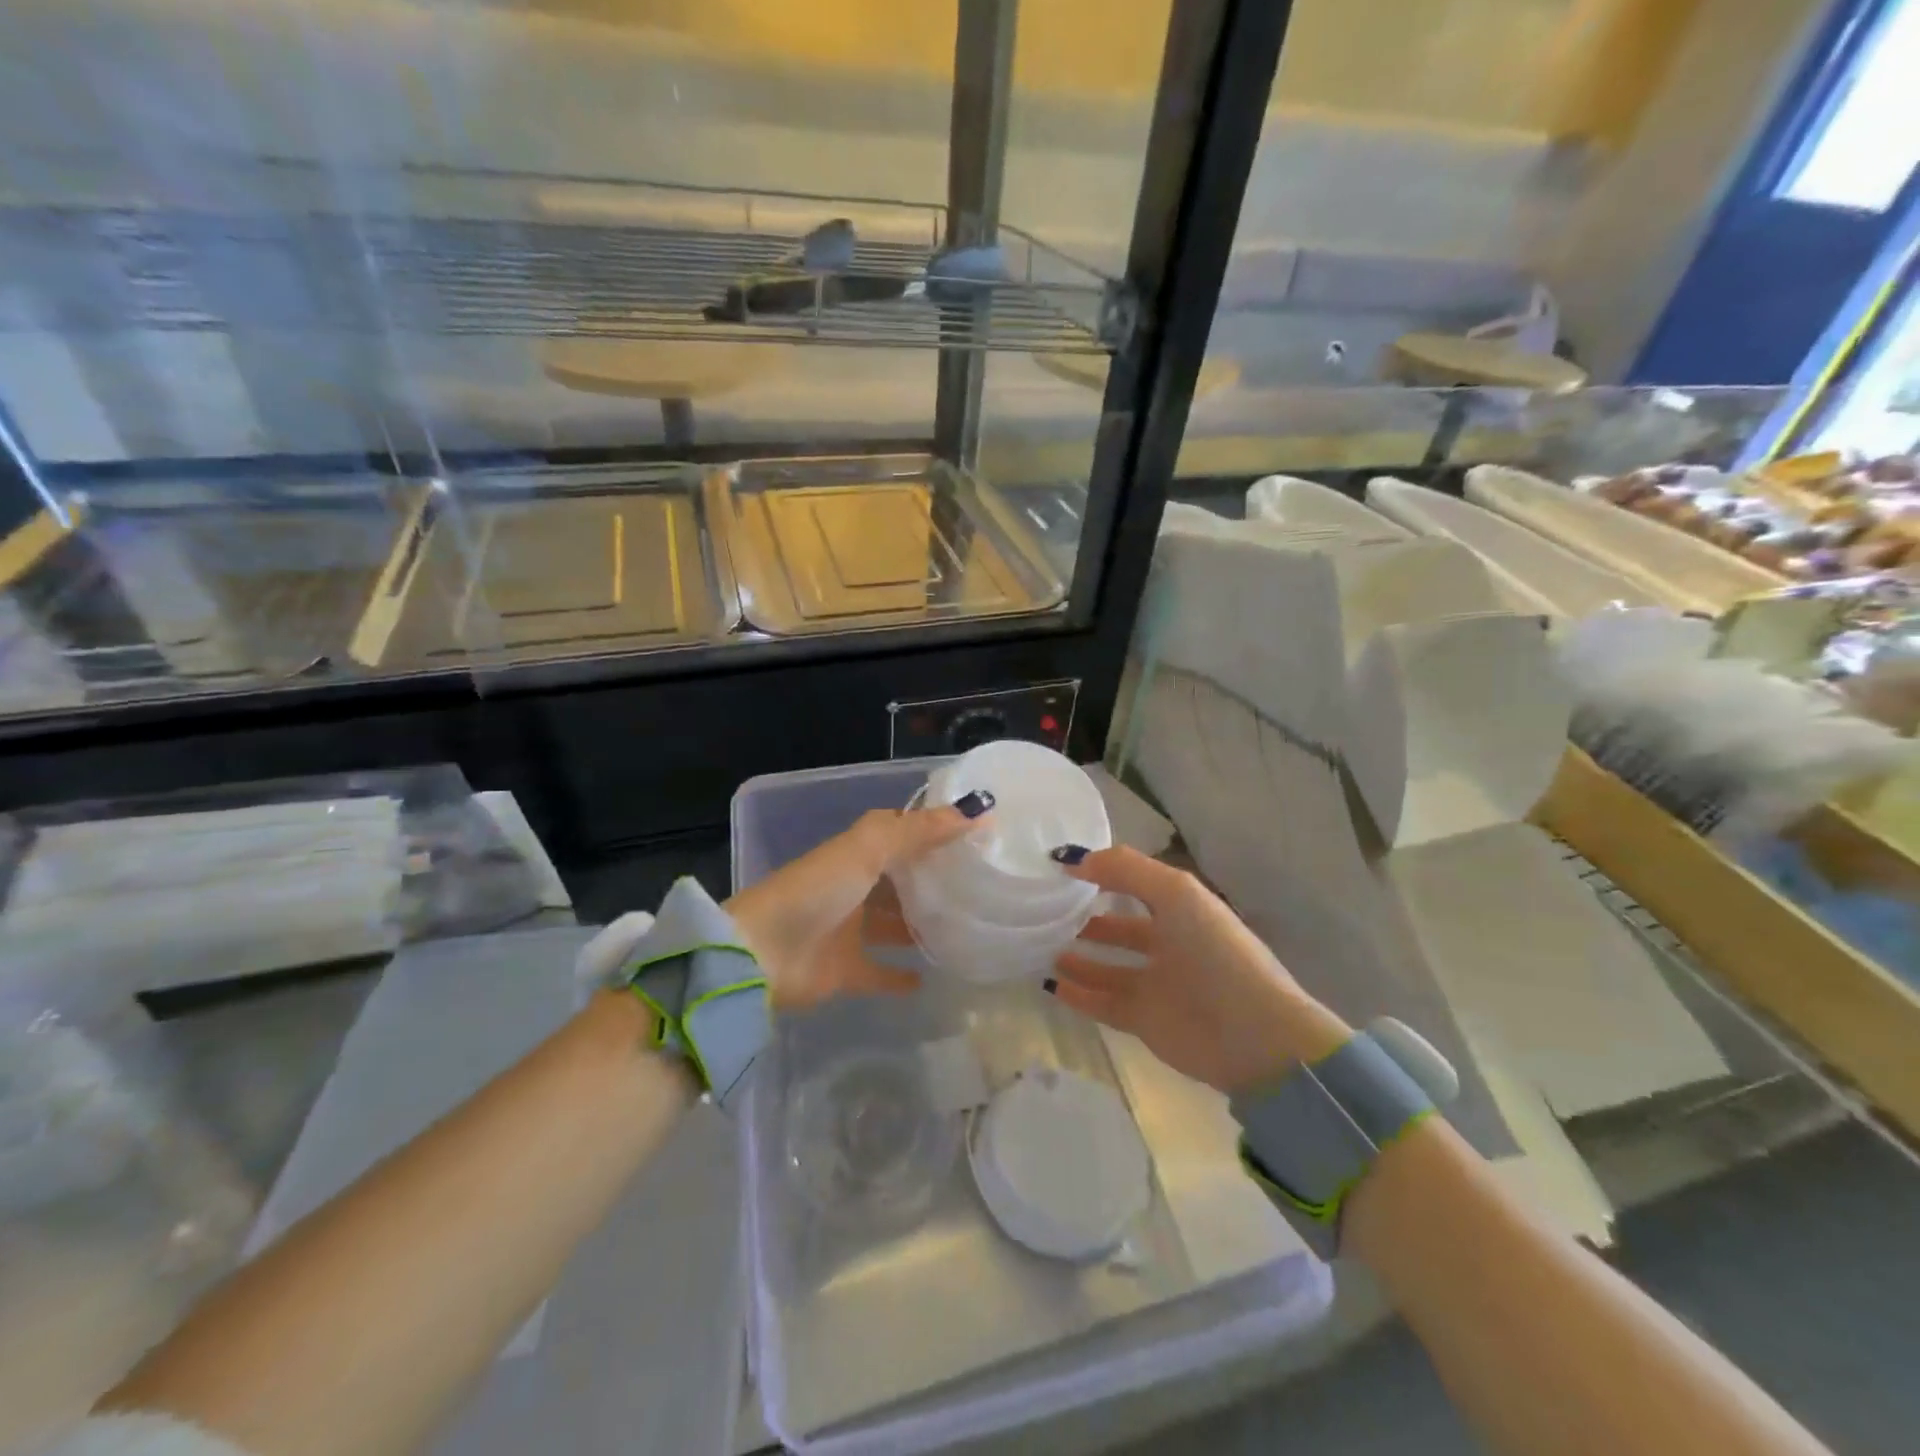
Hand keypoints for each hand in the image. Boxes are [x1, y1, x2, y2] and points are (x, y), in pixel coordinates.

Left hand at [727, 803, 984, 1010]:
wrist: (761, 954)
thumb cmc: (816, 891)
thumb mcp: (869, 849)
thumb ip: (919, 831)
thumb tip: (979, 812)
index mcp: (857, 852)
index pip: (903, 834)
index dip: (936, 831)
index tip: (980, 836)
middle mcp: (855, 886)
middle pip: (901, 880)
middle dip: (934, 881)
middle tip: (984, 886)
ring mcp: (848, 930)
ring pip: (893, 924)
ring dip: (921, 926)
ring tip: (966, 930)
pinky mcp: (845, 970)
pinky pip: (879, 972)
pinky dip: (900, 975)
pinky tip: (931, 978)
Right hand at [1050, 846, 1351, 1091]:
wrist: (1255, 1035)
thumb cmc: (1216, 953)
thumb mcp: (1176, 894)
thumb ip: (1125, 869)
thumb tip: (1073, 860)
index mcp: (1181, 909)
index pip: (1135, 884)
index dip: (1101, 874)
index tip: (1060, 870)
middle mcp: (1168, 943)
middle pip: (1119, 928)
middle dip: (1086, 919)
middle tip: (1045, 913)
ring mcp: (1156, 984)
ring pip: (1106, 967)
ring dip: (1076, 957)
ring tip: (1042, 946)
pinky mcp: (1145, 1021)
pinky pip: (1102, 1003)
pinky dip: (1078, 994)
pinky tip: (1051, 983)